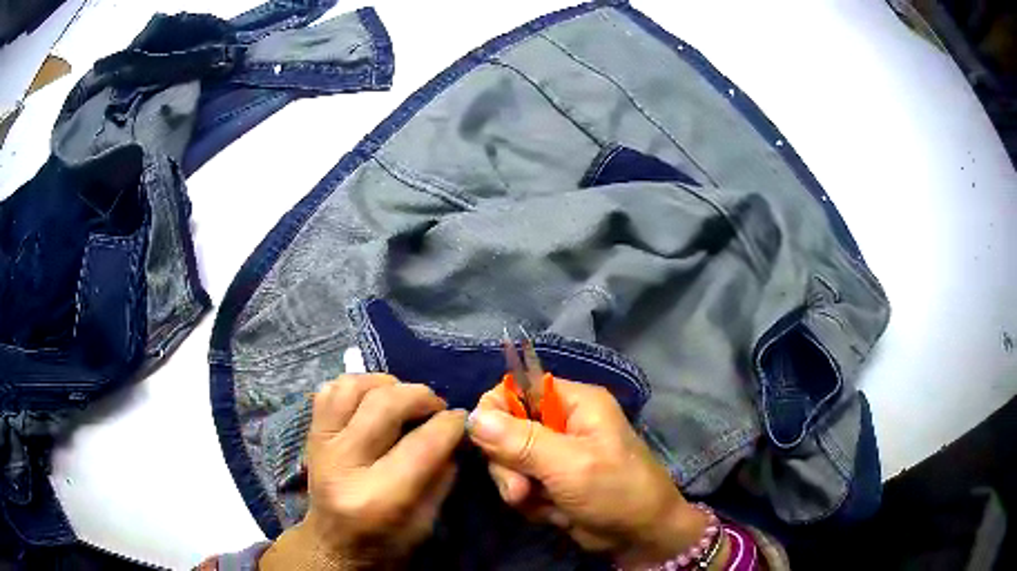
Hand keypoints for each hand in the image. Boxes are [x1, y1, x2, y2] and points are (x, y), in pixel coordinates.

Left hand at [260, 374, 465, 569]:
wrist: (333, 544)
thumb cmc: (386, 541)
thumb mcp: (427, 521)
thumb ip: (442, 475)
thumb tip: (456, 432)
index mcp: (377, 499)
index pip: (422, 445)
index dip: (450, 424)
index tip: (463, 419)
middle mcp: (343, 465)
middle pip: (385, 406)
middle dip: (422, 397)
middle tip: (437, 408)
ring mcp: (320, 444)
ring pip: (353, 387)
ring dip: (387, 384)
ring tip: (404, 398)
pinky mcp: (310, 433)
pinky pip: (330, 389)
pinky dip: (357, 384)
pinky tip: (374, 398)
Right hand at [467, 379, 717, 568]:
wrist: (640, 536)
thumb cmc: (615, 491)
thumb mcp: (569, 465)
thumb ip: (520, 441)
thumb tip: (472, 417)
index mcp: (574, 403)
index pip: (516, 389)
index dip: (495, 413)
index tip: (489, 445)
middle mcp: (562, 422)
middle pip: (506, 429)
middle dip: (508, 464)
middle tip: (522, 490)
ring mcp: (555, 454)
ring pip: (509, 462)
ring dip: (519, 488)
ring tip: (540, 503)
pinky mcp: (551, 481)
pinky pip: (520, 484)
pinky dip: (530, 502)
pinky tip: (552, 512)